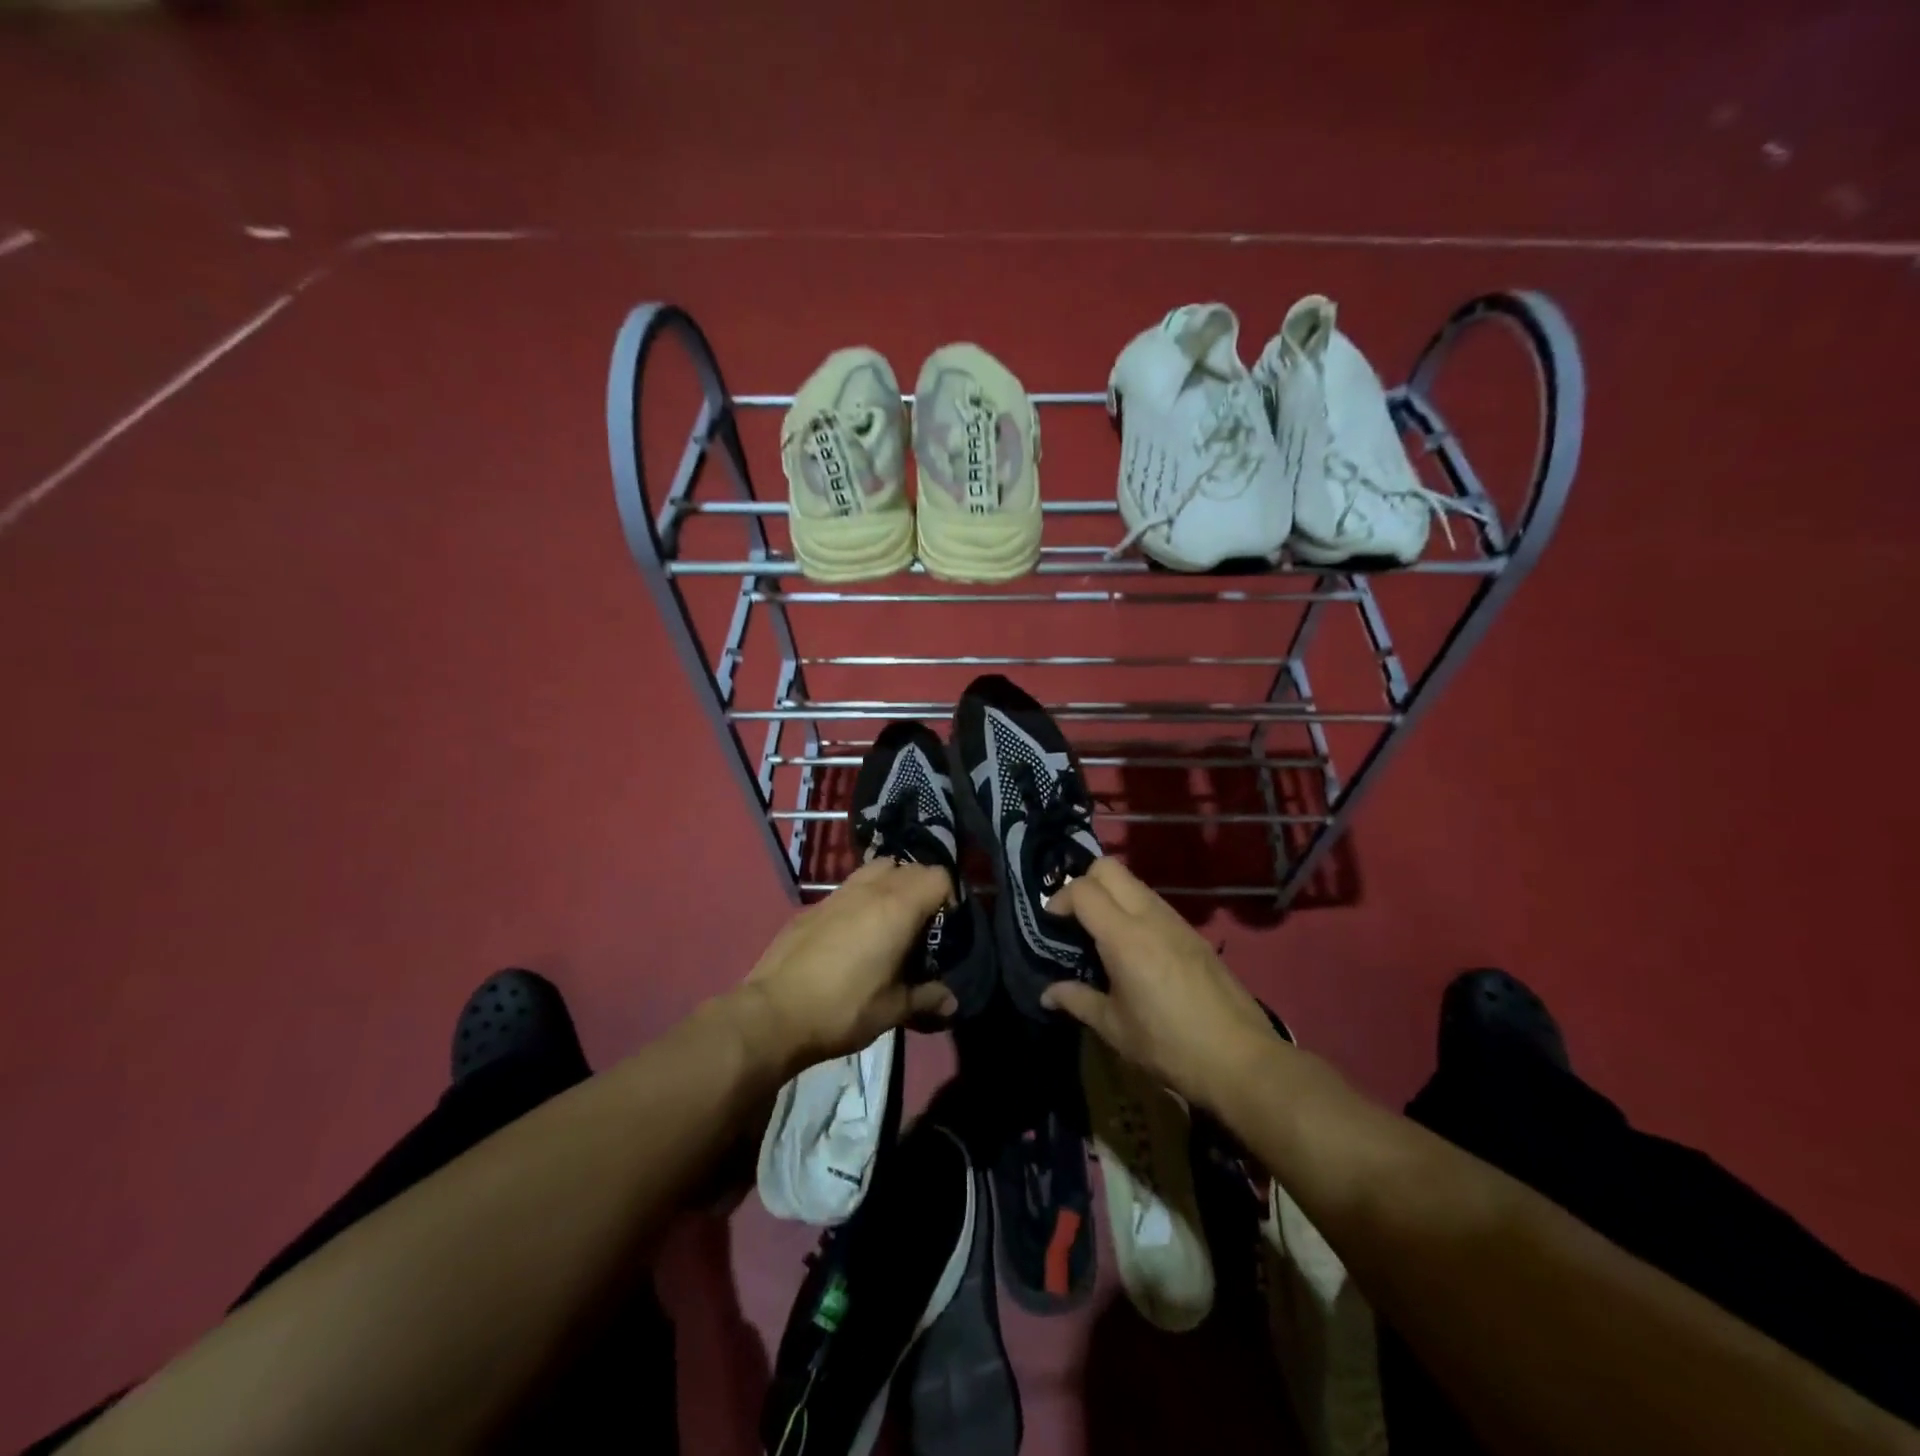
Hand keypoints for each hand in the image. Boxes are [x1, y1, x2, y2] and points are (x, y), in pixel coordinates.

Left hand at [743, 858, 958, 1068]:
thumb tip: (951, 1001)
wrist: (774, 1013)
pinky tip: (854, 934)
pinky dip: (862, 898)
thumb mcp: (893, 1009)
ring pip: (876, 869)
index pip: (938, 876)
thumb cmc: (844, 1009)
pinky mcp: (813, 906)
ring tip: (890, 922)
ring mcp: (838, 894)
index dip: (949, 896)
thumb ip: (926, 998)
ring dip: (891, 885)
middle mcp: (870, 889)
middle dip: (922, 888)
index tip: (946, 926)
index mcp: (897, 907)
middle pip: (909, 867)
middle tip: (922, 925)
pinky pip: (849, 888)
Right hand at [1041, 858, 1283, 1109]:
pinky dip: (1133, 909)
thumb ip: (1077, 1000)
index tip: (1051, 922)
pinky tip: (1133, 947)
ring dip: (1111, 894)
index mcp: (1125, 937)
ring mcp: (1176, 921)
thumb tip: (1048, 993)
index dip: (1060, 898)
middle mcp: (1150, 917)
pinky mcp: (1194, 933)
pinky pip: (1154, 902)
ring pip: (1134, 882)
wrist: (1241, 1059)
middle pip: (1109, 867)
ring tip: (1100, 932)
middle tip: (1074, 916)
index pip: (1084, 889)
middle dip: (1084, 881)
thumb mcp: (1115, 1028)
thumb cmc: (1169, 1045)